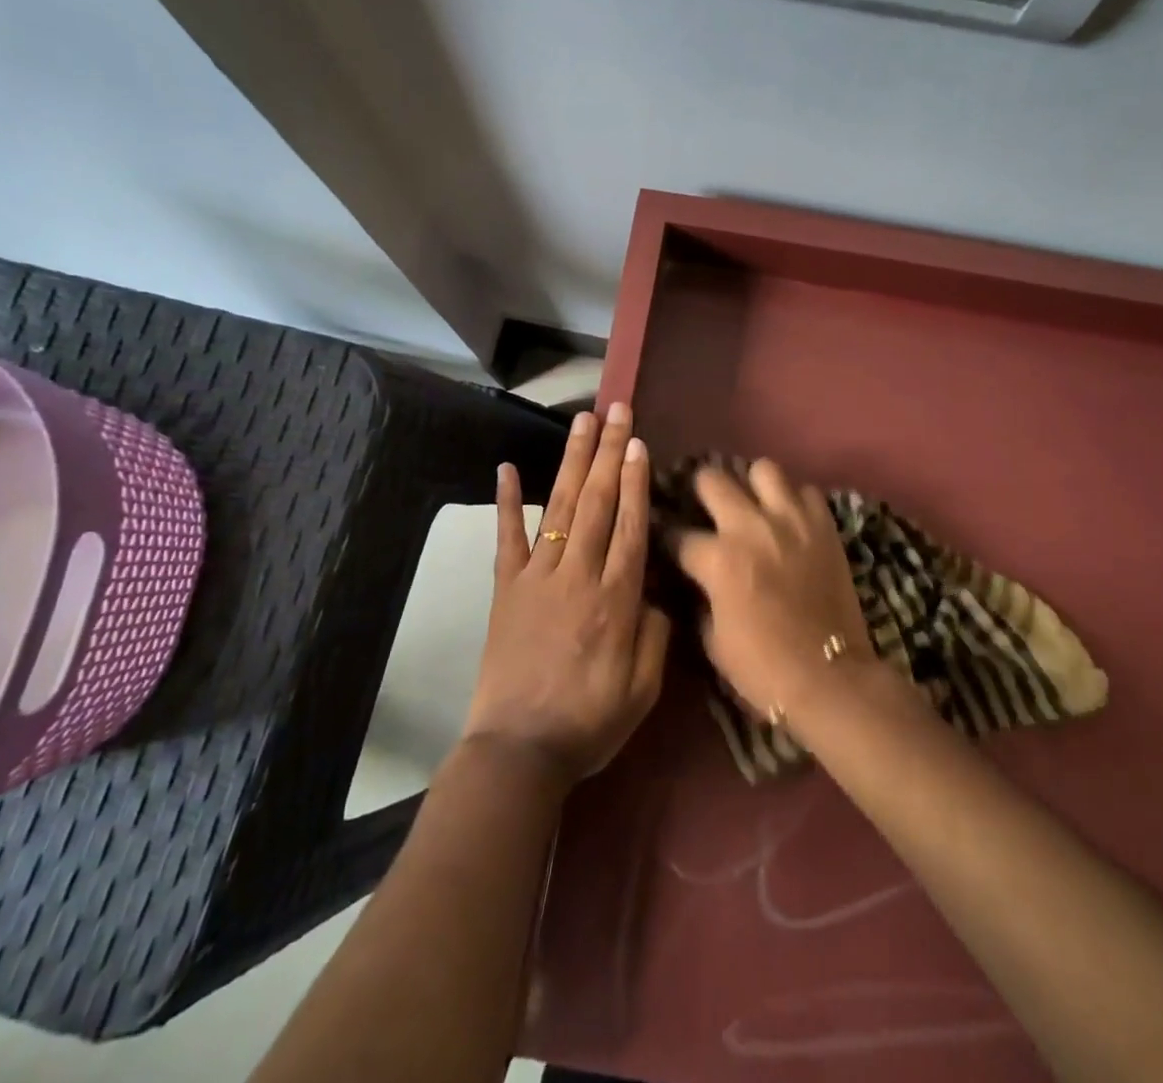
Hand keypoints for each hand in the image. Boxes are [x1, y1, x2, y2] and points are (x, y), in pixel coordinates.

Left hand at [462, 404, 670, 787]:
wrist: (519, 751)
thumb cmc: (590, 722)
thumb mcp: (644, 689)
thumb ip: (656, 633)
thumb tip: (655, 591)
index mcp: (616, 599)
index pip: (630, 525)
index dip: (635, 481)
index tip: (638, 443)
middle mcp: (578, 575)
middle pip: (598, 502)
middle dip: (609, 453)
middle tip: (617, 412)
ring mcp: (537, 577)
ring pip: (560, 506)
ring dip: (573, 461)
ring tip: (583, 422)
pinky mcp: (506, 588)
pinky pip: (506, 537)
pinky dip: (506, 500)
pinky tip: (506, 467)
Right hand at [673, 460, 871, 718]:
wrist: (830, 678)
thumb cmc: (763, 668)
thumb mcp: (712, 640)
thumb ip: (700, 599)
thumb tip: (697, 581)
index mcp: (718, 559)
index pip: (678, 533)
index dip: (668, 538)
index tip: (668, 540)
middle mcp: (750, 527)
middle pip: (713, 480)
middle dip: (702, 492)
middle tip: (708, 508)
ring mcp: (791, 520)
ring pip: (764, 469)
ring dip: (753, 486)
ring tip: (755, 505)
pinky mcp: (824, 525)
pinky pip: (806, 491)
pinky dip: (795, 502)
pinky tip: (791, 521)